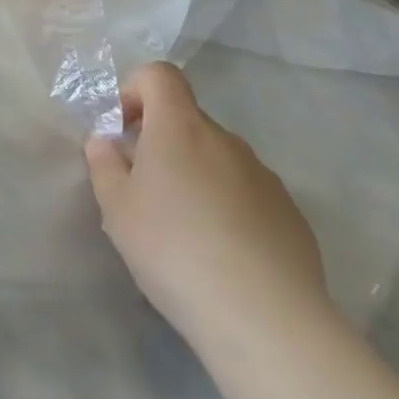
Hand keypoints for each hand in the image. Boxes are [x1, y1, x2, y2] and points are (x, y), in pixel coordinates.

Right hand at [86, 63, 328, 347]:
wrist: (268, 323)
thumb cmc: (175, 250)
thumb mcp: (116, 207)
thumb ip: (104, 164)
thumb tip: (107, 142)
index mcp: (180, 127)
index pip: (160, 75)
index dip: (136, 90)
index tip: (124, 131)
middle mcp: (226, 141)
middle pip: (187, 120)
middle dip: (162, 143)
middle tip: (146, 192)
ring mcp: (265, 178)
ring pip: (218, 159)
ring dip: (197, 176)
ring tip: (186, 231)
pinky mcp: (293, 217)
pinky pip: (249, 194)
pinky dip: (230, 208)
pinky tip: (224, 255)